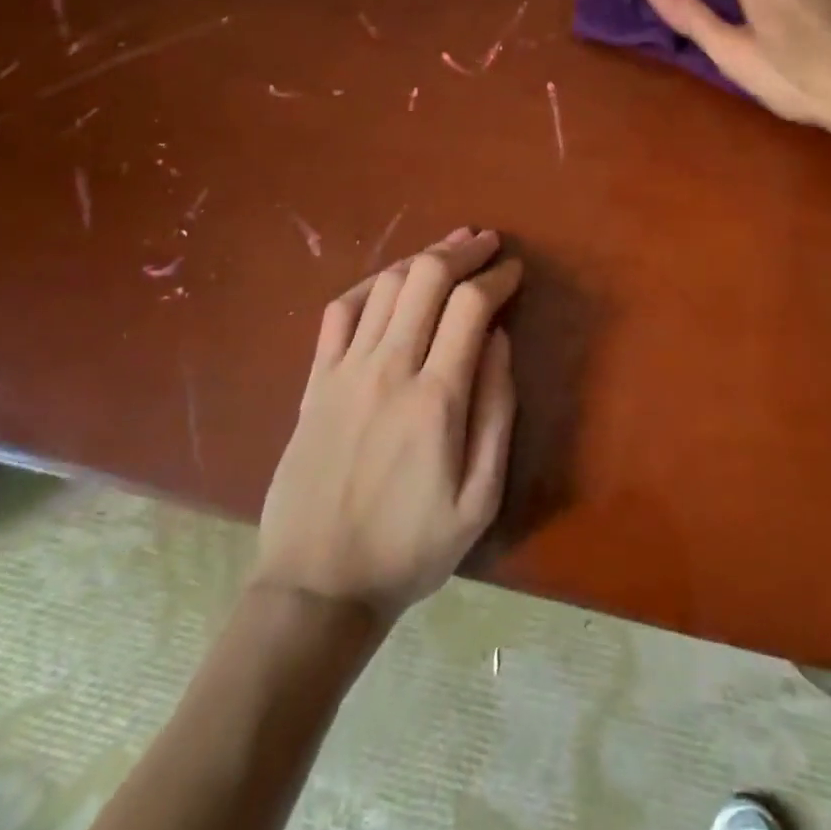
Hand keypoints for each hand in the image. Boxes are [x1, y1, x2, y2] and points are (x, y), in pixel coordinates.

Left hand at [252, 227, 520, 621]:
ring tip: (447, 249)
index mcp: (435, 398)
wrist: (317, 586)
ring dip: (420, 258)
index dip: (497, 278)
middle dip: (461, 251)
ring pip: (384, 285)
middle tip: (486, 243)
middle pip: (425, 279)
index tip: (515, 270)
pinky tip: (387, 281)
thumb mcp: (479, 498)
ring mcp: (345, 371)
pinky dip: (368, 284)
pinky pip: (339, 312)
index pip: (471, 307)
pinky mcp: (315, 381)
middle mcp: (389, 369)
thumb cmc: (410, 549)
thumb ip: (497, 412)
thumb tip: (499, 340)